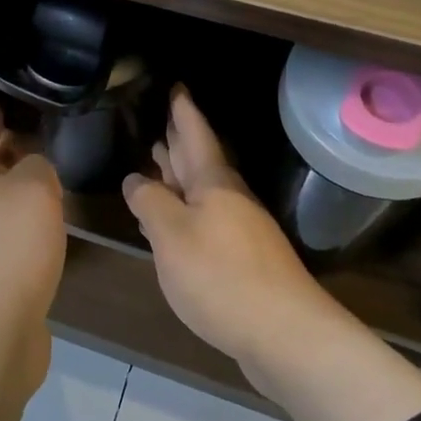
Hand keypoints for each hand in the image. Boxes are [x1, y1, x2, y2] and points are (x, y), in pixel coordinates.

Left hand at [0, 101, 66, 395]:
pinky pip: (10, 237)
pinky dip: (27, 225)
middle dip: (7, 155)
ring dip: (19, 192)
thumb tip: (34, 172)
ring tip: (51, 181)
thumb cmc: (9, 247)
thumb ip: (38, 167)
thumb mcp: (34, 189)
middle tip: (37, 140)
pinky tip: (49, 229)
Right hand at [122, 88, 343, 371]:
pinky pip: (207, 219)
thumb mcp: (172, 236)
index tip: (176, 86)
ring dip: (182, 175)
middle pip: (200, 160)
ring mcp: (240, 229)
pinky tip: (175, 222)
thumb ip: (150, 203)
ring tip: (160, 160)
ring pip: (204, 190)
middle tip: (162, 120)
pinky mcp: (242, 259)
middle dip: (180, 140)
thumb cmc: (221, 276)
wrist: (285, 334)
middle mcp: (229, 198)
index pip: (195, 134)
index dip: (183, 111)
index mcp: (213, 183)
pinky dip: (187, 211)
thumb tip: (135, 179)